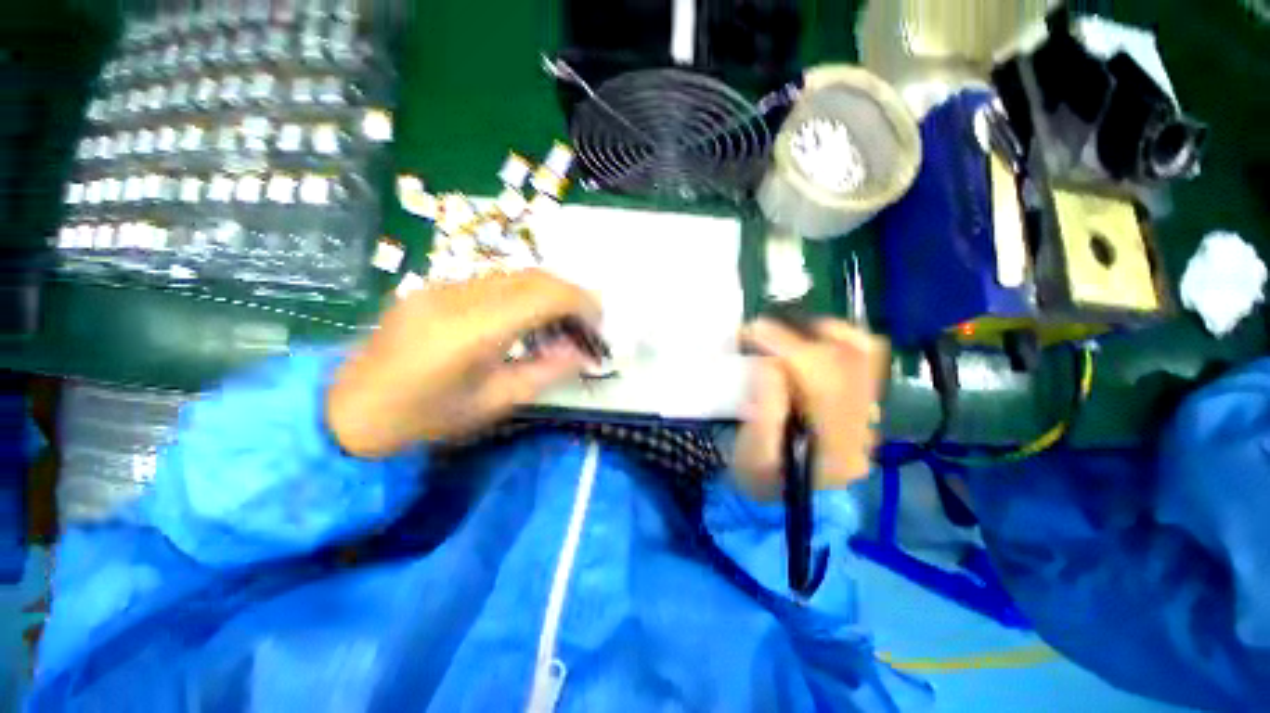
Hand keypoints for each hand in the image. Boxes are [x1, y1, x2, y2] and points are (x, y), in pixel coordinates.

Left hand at [327, 270, 601, 457]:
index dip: (580, 302)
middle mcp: (457, 296)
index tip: (598, 323)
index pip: (543, 294)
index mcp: (472, 330)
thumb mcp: (495, 403)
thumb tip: (583, 353)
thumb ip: (545, 372)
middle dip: (569, 295)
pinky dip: (522, 295)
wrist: (348, 412)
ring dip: (547, 293)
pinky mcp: (433, 288)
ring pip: (514, 275)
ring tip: (559, 324)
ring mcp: (440, 287)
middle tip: (584, 324)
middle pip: (532, 276)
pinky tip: (524, 320)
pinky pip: (492, 282)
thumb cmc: (425, 418)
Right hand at [733, 318, 889, 498]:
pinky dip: (838, 340)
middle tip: (762, 330)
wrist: (785, 499)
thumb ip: (763, 414)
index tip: (751, 331)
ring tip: (787, 331)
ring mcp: (870, 419)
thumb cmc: (760, 479)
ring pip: (865, 355)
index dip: (786, 348)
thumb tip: (772, 365)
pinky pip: (866, 360)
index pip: (822, 383)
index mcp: (834, 451)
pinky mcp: (865, 408)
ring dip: (823, 333)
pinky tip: (810, 341)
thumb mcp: (751, 458)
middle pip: (847, 363)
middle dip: (799, 335)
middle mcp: (863, 431)